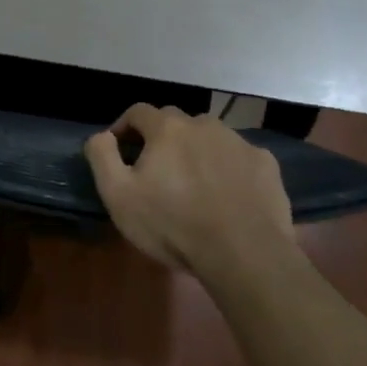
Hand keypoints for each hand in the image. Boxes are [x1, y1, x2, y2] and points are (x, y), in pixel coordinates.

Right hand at [84, 104, 293, 272]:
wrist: (244, 253)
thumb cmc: (173, 224)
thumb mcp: (119, 196)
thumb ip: (102, 156)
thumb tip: (101, 135)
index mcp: (167, 128)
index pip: (138, 112)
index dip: (124, 127)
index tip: (119, 149)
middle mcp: (204, 124)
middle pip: (175, 121)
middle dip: (161, 138)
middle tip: (156, 168)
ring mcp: (239, 142)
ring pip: (210, 136)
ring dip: (197, 150)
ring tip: (194, 181)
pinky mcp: (265, 164)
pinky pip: (239, 157)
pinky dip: (229, 167)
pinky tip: (228, 193)